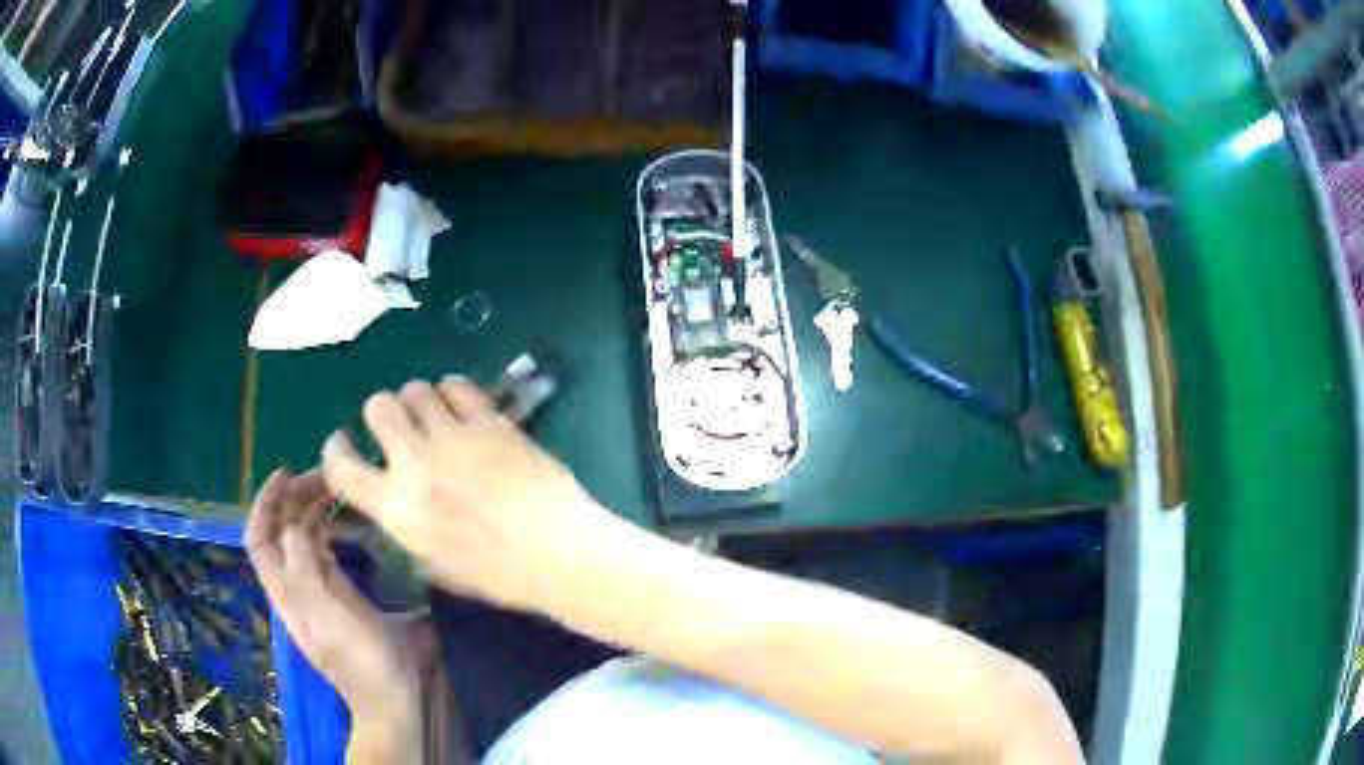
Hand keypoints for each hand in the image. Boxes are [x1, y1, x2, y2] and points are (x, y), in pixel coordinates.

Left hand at [244, 468, 422, 734]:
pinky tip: (342, 519)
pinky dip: (327, 529)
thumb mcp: (327, 611)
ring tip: (334, 487)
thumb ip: (304, 566)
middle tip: (322, 475)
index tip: (286, 472)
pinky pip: (322, 553)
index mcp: (285, 590)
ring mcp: (316, 592)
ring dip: (310, 510)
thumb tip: (296, 525)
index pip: (259, 536)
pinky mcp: (338, 597)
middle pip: (280, 533)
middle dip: (293, 498)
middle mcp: (294, 586)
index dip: (265, 502)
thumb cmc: (360, 658)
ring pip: (301, 540)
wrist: (389, 700)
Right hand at [319, 377, 619, 613]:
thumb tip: (394, 500)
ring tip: (432, 417)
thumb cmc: (500, 575)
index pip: (341, 467)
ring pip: (415, 390)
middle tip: (398, 428)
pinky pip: (457, 386)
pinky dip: (452, 392)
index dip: (335, 451)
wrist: (560, 554)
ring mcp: (454, 437)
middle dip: (381, 414)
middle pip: (378, 408)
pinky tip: (461, 407)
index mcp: (397, 509)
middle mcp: (416, 464)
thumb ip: (406, 526)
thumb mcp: (436, 565)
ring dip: (417, 401)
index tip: (342, 444)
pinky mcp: (490, 421)